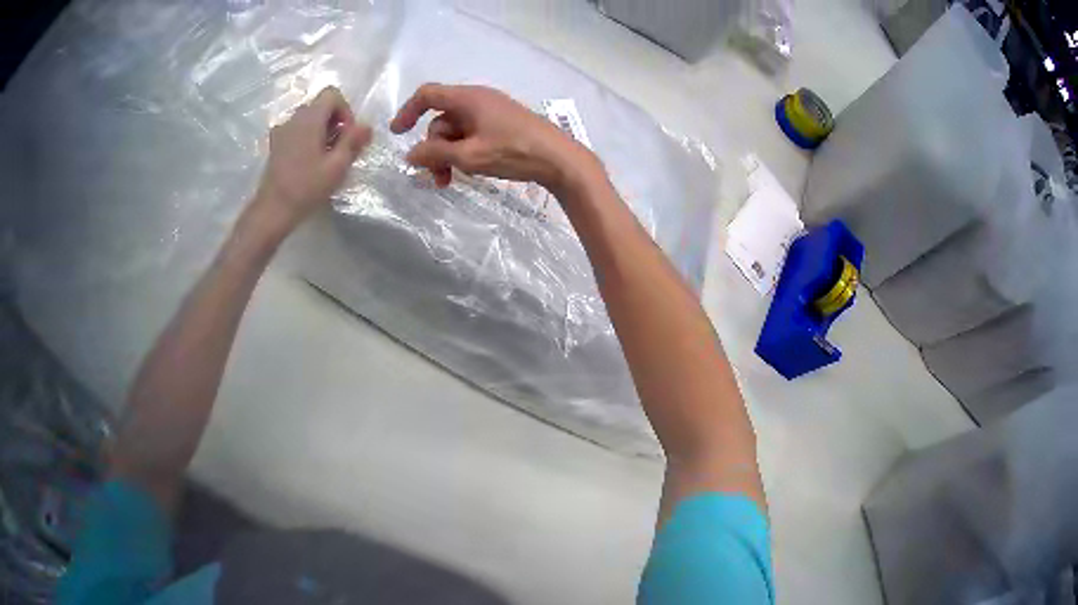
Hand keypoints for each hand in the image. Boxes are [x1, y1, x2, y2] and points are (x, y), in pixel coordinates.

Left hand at [253, 86, 371, 233]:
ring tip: (325, 157)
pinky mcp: (276, 144)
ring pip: (308, 118)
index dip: (345, 109)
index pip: (332, 94)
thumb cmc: (306, 188)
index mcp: (310, 119)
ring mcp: (282, 131)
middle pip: (320, 105)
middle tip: (339, 148)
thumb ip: (353, 141)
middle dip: (334, 121)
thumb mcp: (337, 166)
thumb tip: (367, 125)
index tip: (347, 134)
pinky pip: (297, 130)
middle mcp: (294, 118)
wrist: (273, 210)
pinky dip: (307, 138)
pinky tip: (309, 160)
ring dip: (321, 130)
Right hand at [390, 84, 597, 191]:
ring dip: (448, 155)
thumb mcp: (469, 156)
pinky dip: (464, 151)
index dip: (408, 111)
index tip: (397, 134)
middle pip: (441, 120)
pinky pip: (472, 134)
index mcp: (468, 98)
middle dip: (433, 149)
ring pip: (456, 131)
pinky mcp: (502, 125)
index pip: (427, 95)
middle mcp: (478, 100)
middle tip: (437, 178)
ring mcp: (492, 112)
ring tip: (452, 181)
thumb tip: (410, 155)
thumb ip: (435, 155)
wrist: (561, 160)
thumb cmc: (514, 152)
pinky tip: (470, 171)